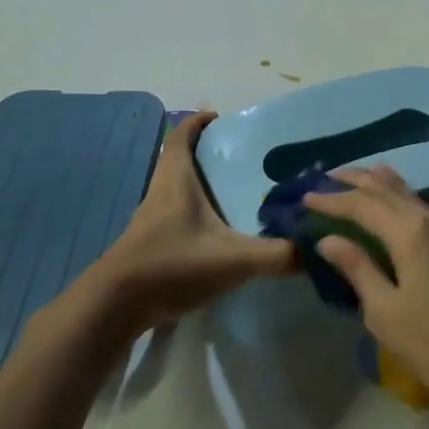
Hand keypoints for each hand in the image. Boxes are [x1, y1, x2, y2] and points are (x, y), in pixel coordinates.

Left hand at [80, 111, 295, 336]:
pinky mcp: (151, 244)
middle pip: (183, 159)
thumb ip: (277, 255)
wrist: (113, 309)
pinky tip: (221, 231)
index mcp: (176, 179)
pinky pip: (178, 215)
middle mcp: (162, 192)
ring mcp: (153, 219)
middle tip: (248, 158)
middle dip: (211, 153)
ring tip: (240, 192)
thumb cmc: (171, 266)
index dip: (200, 122)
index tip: (226, 120)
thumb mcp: (233, 260)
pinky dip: (198, 213)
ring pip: (180, 188)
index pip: (182, 134)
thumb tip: (315, 251)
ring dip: (204, 184)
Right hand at [305, 166, 428, 416]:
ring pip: (412, 194)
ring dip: (383, 184)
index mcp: (410, 232)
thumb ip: (358, 268)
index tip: (305, 198)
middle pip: (387, 189)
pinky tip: (412, 201)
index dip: (332, 200)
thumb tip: (328, 239)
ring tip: (360, 177)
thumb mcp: (385, 312)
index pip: (362, 205)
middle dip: (356, 181)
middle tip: (326, 177)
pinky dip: (414, 199)